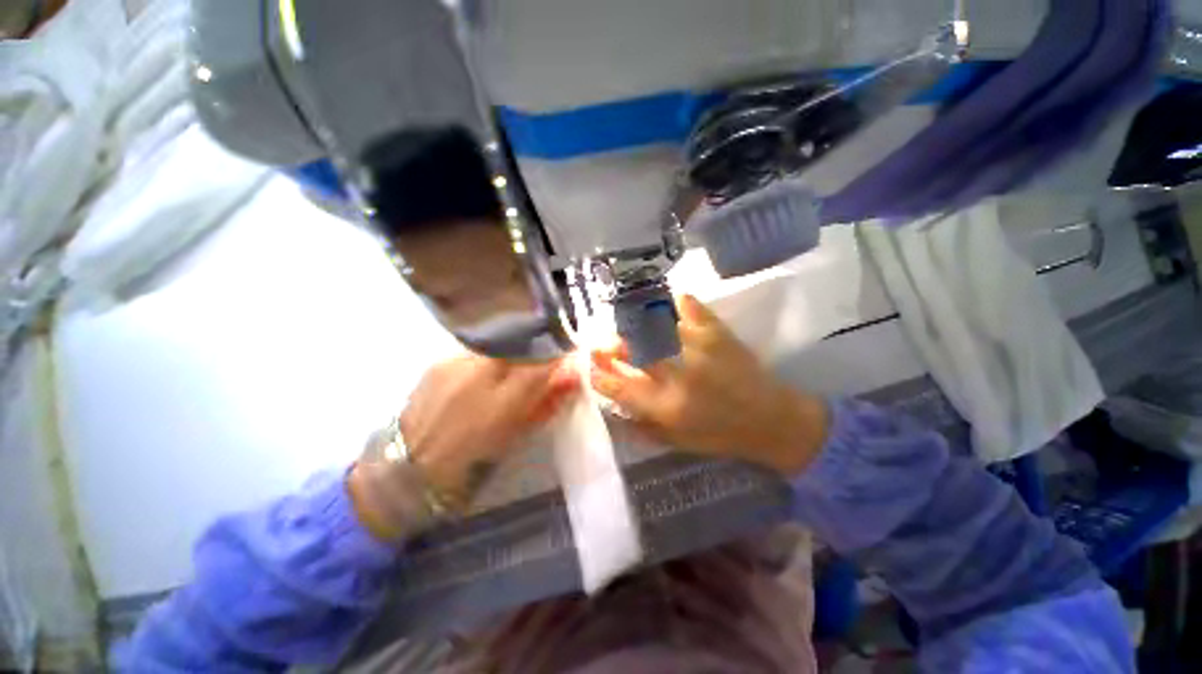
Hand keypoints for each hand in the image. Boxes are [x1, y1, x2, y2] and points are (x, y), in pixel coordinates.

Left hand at [350, 355, 578, 540]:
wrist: (407, 466)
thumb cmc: (471, 460)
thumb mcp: (517, 435)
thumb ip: (547, 402)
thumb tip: (572, 376)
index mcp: (502, 402)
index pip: (542, 362)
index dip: (560, 354)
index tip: (569, 352)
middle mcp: (479, 374)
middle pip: (521, 343)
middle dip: (538, 346)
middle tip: (543, 358)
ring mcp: (456, 363)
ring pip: (500, 343)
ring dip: (513, 351)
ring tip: (511, 369)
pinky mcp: (439, 360)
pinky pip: (478, 350)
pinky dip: (490, 357)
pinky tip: (484, 374)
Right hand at [590, 295, 827, 475]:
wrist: (772, 420)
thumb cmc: (721, 435)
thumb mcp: (677, 441)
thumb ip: (641, 424)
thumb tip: (613, 403)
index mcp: (666, 407)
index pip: (618, 387)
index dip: (597, 375)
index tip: (590, 368)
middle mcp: (677, 375)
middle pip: (631, 350)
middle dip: (609, 345)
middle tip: (604, 344)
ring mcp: (698, 348)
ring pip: (653, 326)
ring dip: (634, 324)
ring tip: (629, 325)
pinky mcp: (717, 332)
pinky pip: (689, 306)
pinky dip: (675, 302)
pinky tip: (667, 305)